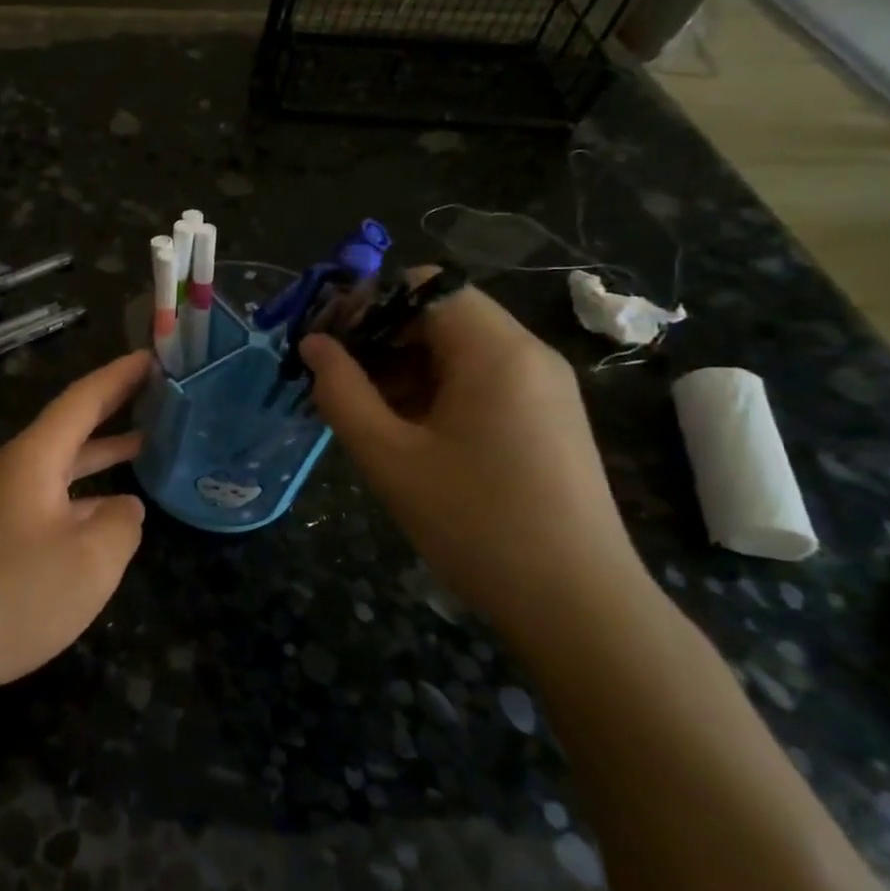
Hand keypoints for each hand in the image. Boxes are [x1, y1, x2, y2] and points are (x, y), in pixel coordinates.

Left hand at [0, 350, 149, 697]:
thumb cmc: (15, 595)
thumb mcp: (91, 560)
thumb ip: (122, 523)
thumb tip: (123, 507)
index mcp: (34, 458)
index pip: (82, 400)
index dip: (119, 376)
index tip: (152, 357)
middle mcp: (16, 470)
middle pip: (71, 426)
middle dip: (113, 406)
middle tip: (158, 392)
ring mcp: (4, 503)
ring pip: (63, 465)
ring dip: (102, 452)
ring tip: (147, 442)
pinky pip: (53, 497)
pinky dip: (86, 492)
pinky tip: (108, 511)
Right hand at [299, 275, 645, 625]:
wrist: (576, 605)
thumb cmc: (475, 524)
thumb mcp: (389, 457)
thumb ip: (341, 392)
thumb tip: (313, 345)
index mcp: (495, 351)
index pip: (424, 286)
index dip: (368, 304)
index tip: (327, 344)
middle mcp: (527, 354)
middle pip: (440, 314)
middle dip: (380, 339)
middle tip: (335, 384)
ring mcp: (544, 386)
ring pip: (457, 349)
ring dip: (403, 368)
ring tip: (364, 415)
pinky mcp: (547, 417)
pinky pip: (480, 380)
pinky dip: (434, 391)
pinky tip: (406, 434)